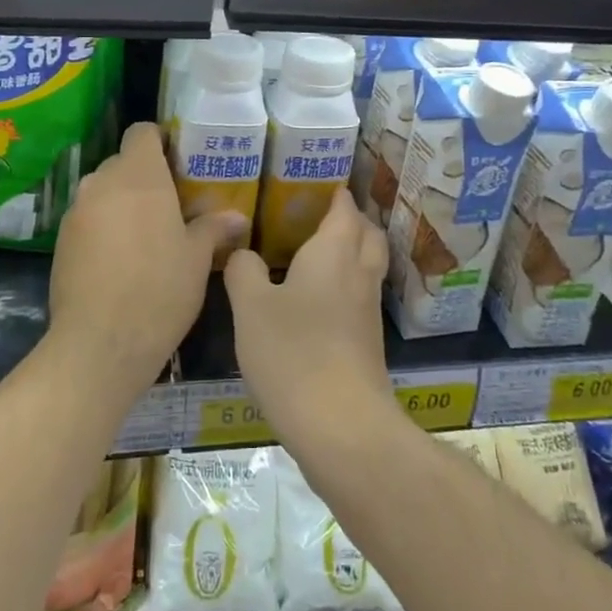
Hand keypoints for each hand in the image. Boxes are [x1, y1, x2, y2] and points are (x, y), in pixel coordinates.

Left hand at [47, 122, 243, 398]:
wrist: (100, 343)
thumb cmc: (160, 289)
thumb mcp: (196, 258)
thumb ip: (213, 228)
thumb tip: (237, 217)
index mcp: (139, 176)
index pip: (142, 132)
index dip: (160, 141)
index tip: (179, 161)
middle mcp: (101, 183)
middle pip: (122, 162)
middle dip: (144, 177)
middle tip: (172, 204)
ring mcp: (76, 212)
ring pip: (103, 192)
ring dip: (122, 203)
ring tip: (147, 234)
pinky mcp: (60, 241)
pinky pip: (87, 219)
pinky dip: (104, 227)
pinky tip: (121, 260)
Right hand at [223, 189, 392, 442]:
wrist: (341, 426)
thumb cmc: (293, 353)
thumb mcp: (250, 307)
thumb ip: (243, 270)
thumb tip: (243, 252)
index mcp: (334, 252)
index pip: (344, 209)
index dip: (336, 194)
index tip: (319, 184)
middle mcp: (358, 274)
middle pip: (368, 234)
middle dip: (351, 220)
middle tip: (321, 216)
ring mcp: (368, 311)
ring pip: (368, 266)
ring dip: (352, 252)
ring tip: (317, 252)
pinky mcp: (368, 343)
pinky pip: (361, 296)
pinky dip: (347, 284)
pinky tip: (318, 300)